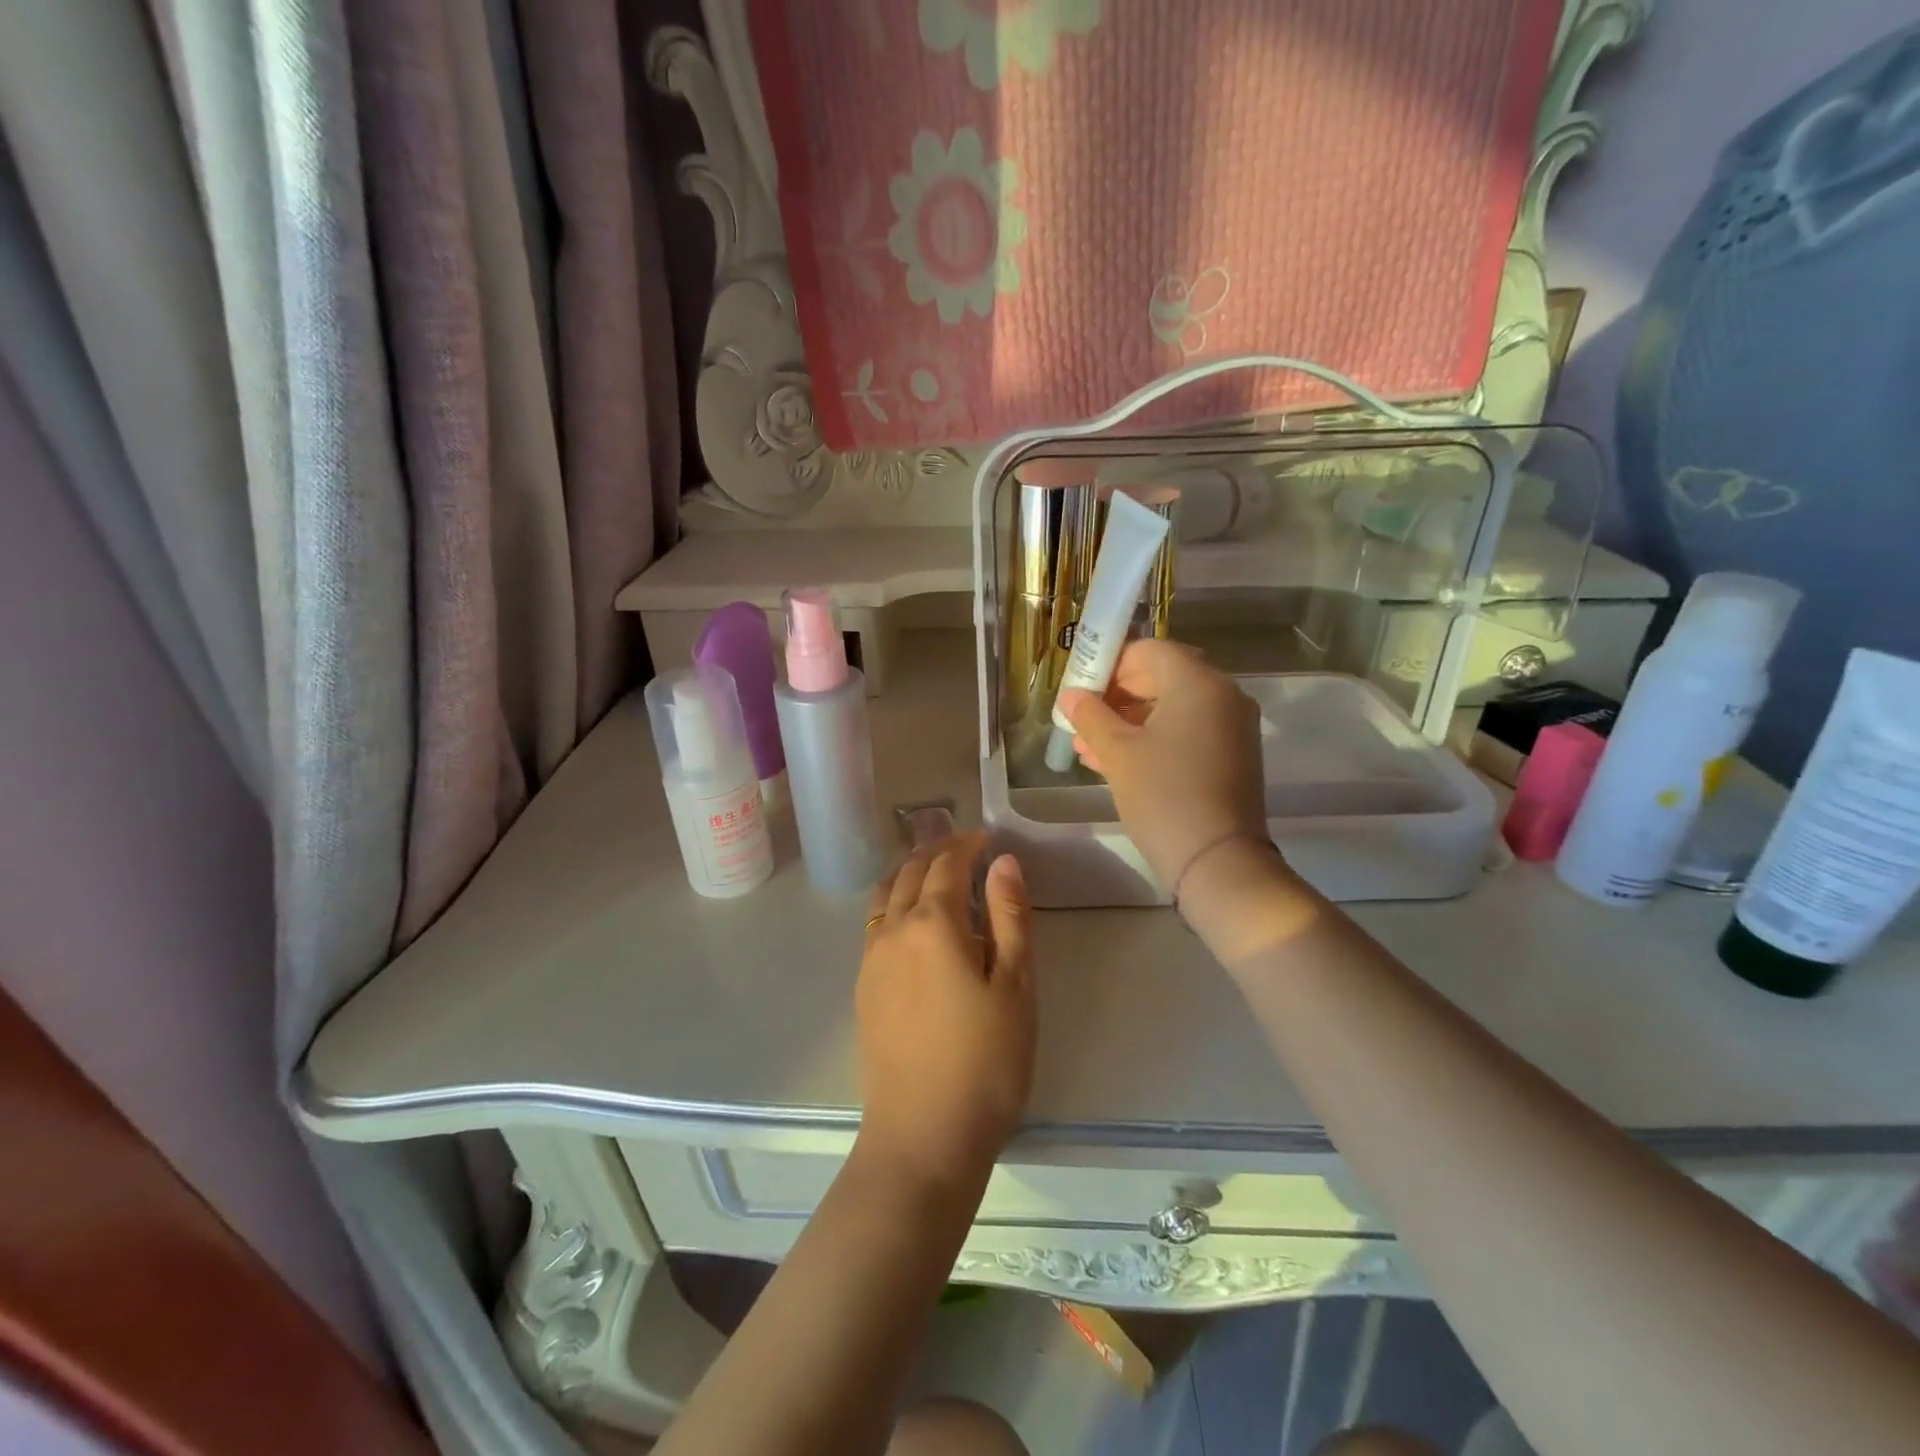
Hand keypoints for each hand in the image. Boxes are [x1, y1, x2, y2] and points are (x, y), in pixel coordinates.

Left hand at [855, 833, 1034, 1190]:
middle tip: (965, 848)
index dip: (967, 844)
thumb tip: (1002, 862)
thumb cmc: (985, 1061)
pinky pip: (876, 923)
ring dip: (909, 873)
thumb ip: (1009, 917)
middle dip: (936, 852)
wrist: (923, 1136)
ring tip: (935, 874)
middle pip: (909, 872)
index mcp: (933, 923)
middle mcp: (893, 930)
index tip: (987, 837)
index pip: (946, 864)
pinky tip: (914, 922)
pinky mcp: (863, 987)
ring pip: (885, 895)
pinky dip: (895, 902)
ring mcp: (871, 959)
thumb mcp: (1015, 986)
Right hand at [1057, 639, 1267, 890]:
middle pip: (1163, 677)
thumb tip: (1070, 696)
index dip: (1111, 662)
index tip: (1081, 686)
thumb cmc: (1163, 795)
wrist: (1218, 862)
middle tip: (1081, 717)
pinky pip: (1186, 733)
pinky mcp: (1232, 758)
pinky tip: (1114, 762)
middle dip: (1117, 695)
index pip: (1151, 650)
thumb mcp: (1117, 753)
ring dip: (1128, 721)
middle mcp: (1223, 696)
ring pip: (1172, 709)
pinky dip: (1153, 739)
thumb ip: (1090, 716)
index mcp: (1199, 683)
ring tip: (1086, 746)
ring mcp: (1231, 728)